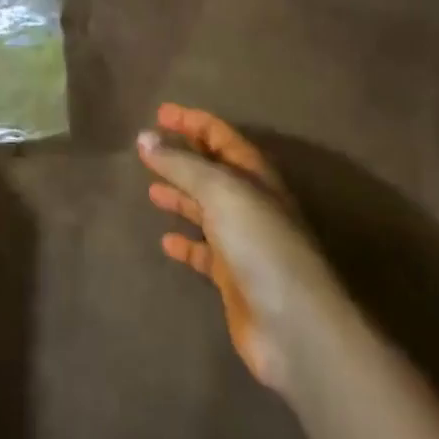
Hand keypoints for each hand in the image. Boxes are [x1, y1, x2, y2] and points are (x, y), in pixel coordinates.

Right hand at [137, 103, 338, 390]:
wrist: (294, 325)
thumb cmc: (259, 242)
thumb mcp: (219, 191)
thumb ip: (181, 164)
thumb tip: (144, 137)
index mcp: (253, 173)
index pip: (219, 134)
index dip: (191, 121)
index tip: (159, 113)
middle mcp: (249, 201)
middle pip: (211, 169)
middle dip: (181, 156)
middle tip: (147, 148)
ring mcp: (242, 240)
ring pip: (205, 209)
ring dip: (180, 196)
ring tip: (150, 190)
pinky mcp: (233, 277)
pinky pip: (203, 252)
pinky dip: (186, 243)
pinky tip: (165, 241)